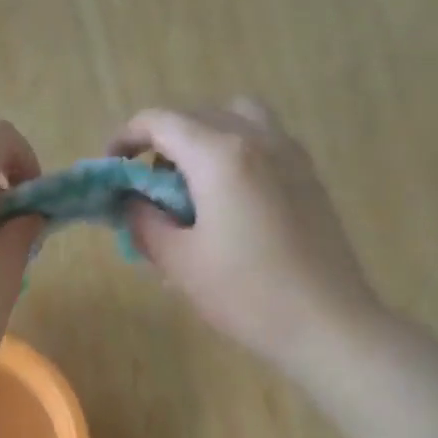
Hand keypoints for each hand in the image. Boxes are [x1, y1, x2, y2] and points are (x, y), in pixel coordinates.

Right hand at [109, 100, 384, 373]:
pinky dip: (233, 150)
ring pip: (236, 118)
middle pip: (197, 114)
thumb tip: (132, 203)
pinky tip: (226, 199)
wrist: (326, 323)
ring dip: (203, 137)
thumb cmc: (245, 294)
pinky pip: (263, 139)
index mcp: (220, 155)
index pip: (161, 121)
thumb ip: (145, 222)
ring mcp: (290, 153)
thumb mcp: (179, 262)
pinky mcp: (308, 175)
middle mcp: (258, 139)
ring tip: (189, 183)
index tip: (111, 167)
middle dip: (162, 139)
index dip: (126, 137)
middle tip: (144, 182)